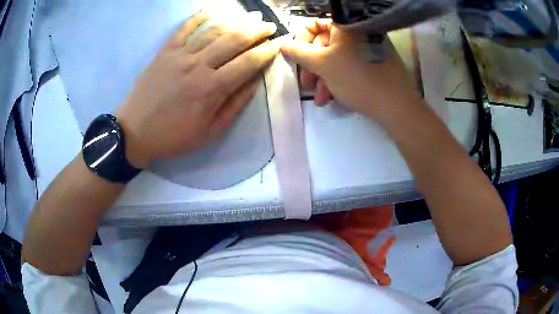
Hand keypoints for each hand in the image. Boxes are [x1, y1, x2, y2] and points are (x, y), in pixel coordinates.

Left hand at [115, 10, 279, 168]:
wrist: (135, 132)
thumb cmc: (174, 136)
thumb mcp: (210, 131)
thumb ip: (234, 105)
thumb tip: (254, 82)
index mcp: (212, 88)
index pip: (248, 62)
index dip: (267, 51)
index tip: (279, 44)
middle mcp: (198, 65)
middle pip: (234, 40)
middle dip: (256, 31)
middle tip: (269, 26)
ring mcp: (180, 55)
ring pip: (213, 31)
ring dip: (236, 20)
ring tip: (251, 16)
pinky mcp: (164, 52)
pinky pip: (184, 28)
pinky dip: (199, 17)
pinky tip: (212, 9)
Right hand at [281, 20, 422, 123]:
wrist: (396, 105)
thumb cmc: (357, 79)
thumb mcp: (322, 65)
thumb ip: (298, 53)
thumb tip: (283, 44)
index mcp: (344, 25)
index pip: (313, 24)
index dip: (301, 41)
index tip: (297, 59)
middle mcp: (356, 31)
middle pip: (324, 43)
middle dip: (312, 66)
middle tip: (306, 85)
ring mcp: (367, 46)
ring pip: (336, 57)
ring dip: (323, 78)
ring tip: (321, 99)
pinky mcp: (374, 61)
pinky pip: (350, 65)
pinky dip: (339, 79)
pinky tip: (332, 97)